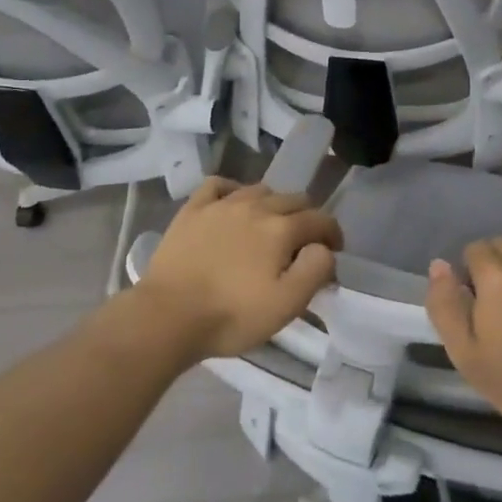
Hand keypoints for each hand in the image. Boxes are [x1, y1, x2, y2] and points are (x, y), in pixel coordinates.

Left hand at [134, 178, 339, 360]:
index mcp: (282, 229)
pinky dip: (233, 189)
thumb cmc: (231, 315)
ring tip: (270, 226)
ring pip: (260, 190)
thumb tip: (323, 248)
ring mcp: (222, 204)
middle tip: (303, 243)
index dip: (333, 233)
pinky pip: (219, 184)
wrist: (168, 316)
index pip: (320, 219)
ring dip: (274, 204)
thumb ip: (315, 270)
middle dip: (307, 218)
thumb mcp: (286, 304)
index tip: (334, 252)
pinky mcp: (193, 210)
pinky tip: (233, 204)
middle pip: (294, 199)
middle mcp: (256, 206)